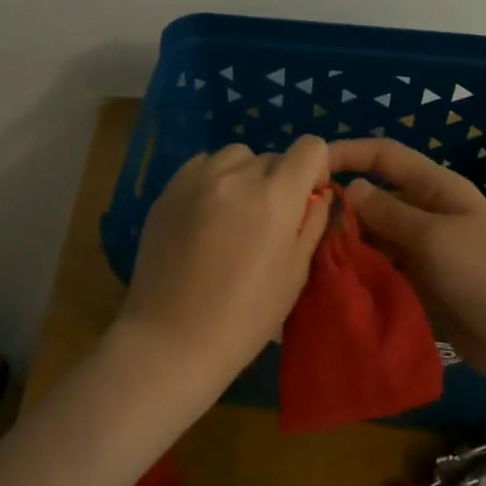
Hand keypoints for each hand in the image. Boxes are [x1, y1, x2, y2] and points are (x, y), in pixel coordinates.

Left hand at [114, 135, 332, 416]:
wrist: (172, 338)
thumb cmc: (245, 316)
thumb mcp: (294, 273)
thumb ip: (312, 224)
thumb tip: (319, 194)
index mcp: (274, 196)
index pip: (310, 147)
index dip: (316, 168)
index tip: (308, 199)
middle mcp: (235, 175)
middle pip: (272, 156)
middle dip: (280, 181)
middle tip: (269, 222)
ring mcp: (195, 179)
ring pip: (235, 156)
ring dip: (245, 175)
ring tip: (235, 215)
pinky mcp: (167, 190)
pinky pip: (201, 166)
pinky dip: (213, 180)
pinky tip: (207, 215)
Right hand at [325, 138, 485, 389]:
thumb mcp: (435, 237)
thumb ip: (389, 212)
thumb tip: (351, 188)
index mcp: (436, 189)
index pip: (384, 156)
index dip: (347, 154)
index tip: (308, 168)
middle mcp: (426, 215)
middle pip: (374, 200)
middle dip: (340, 211)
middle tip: (304, 233)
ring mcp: (423, 253)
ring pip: (373, 239)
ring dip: (347, 247)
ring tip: (312, 263)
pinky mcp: (419, 286)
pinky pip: (381, 272)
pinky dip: (359, 275)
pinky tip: (332, 286)